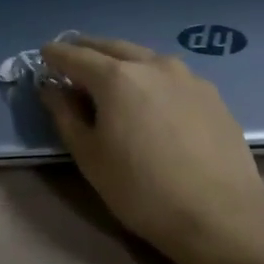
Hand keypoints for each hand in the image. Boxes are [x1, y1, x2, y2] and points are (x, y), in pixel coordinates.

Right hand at [39, 37, 263, 263]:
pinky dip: (151, 77)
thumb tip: (52, 89)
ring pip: (146, 58)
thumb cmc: (141, 190)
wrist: (219, 215)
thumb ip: (65, 115)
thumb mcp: (89, 157)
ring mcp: (188, 77)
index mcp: (117, 77)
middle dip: (88, 50)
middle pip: (113, 47)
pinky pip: (171, 76)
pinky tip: (151, 97)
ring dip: (122, 60)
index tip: (44, 55)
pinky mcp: (212, 95)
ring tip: (110, 74)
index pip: (76, 56)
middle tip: (72, 57)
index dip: (56, 55)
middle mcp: (153, 65)